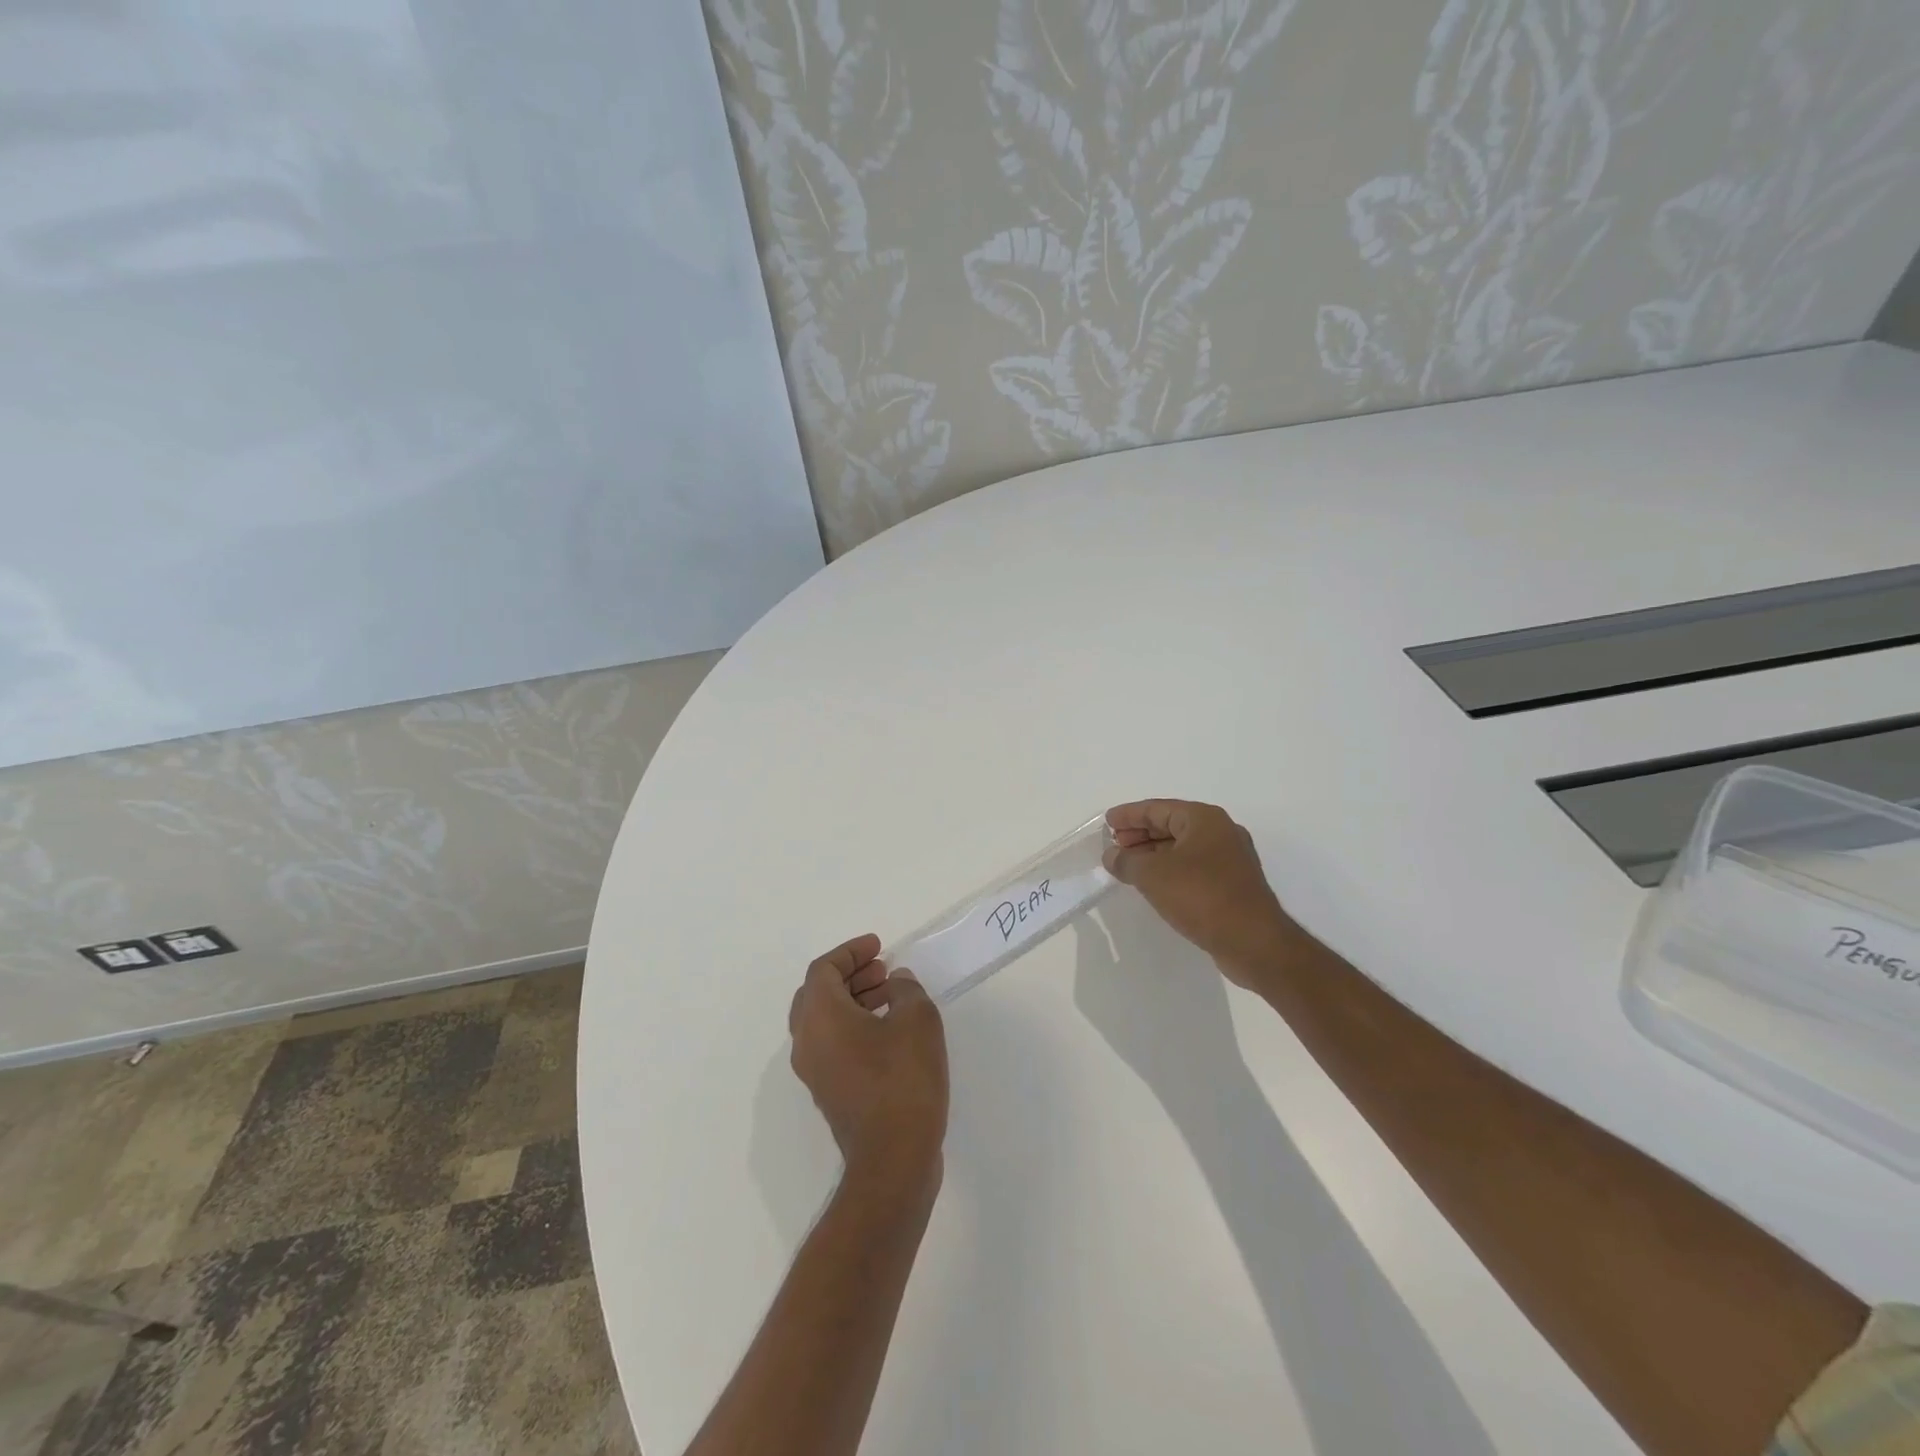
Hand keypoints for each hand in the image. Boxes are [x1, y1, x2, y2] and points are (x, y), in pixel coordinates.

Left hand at [789, 934, 948, 1193]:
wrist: (893, 1159)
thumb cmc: (903, 1079)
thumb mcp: (917, 1020)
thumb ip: (906, 990)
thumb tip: (895, 983)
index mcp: (820, 1017)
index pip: (824, 970)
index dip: (850, 952)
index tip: (878, 947)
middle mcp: (807, 1041)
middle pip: (818, 993)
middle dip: (850, 975)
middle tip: (882, 969)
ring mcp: (814, 1071)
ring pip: (824, 1020)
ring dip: (853, 1000)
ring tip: (890, 995)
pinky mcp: (829, 1093)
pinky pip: (832, 1044)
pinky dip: (853, 1025)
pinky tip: (888, 1029)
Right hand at [1103, 800, 1296, 990]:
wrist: (1253, 941)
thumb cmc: (1200, 896)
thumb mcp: (1152, 875)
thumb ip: (1126, 861)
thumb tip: (1111, 855)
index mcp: (1204, 819)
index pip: (1158, 808)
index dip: (1129, 815)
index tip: (1107, 822)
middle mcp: (1221, 832)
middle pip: (1171, 825)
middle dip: (1140, 834)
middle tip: (1114, 844)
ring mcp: (1230, 859)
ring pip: (1183, 848)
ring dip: (1153, 854)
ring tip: (1128, 865)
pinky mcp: (1232, 884)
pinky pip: (1193, 867)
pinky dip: (1170, 870)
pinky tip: (1154, 884)